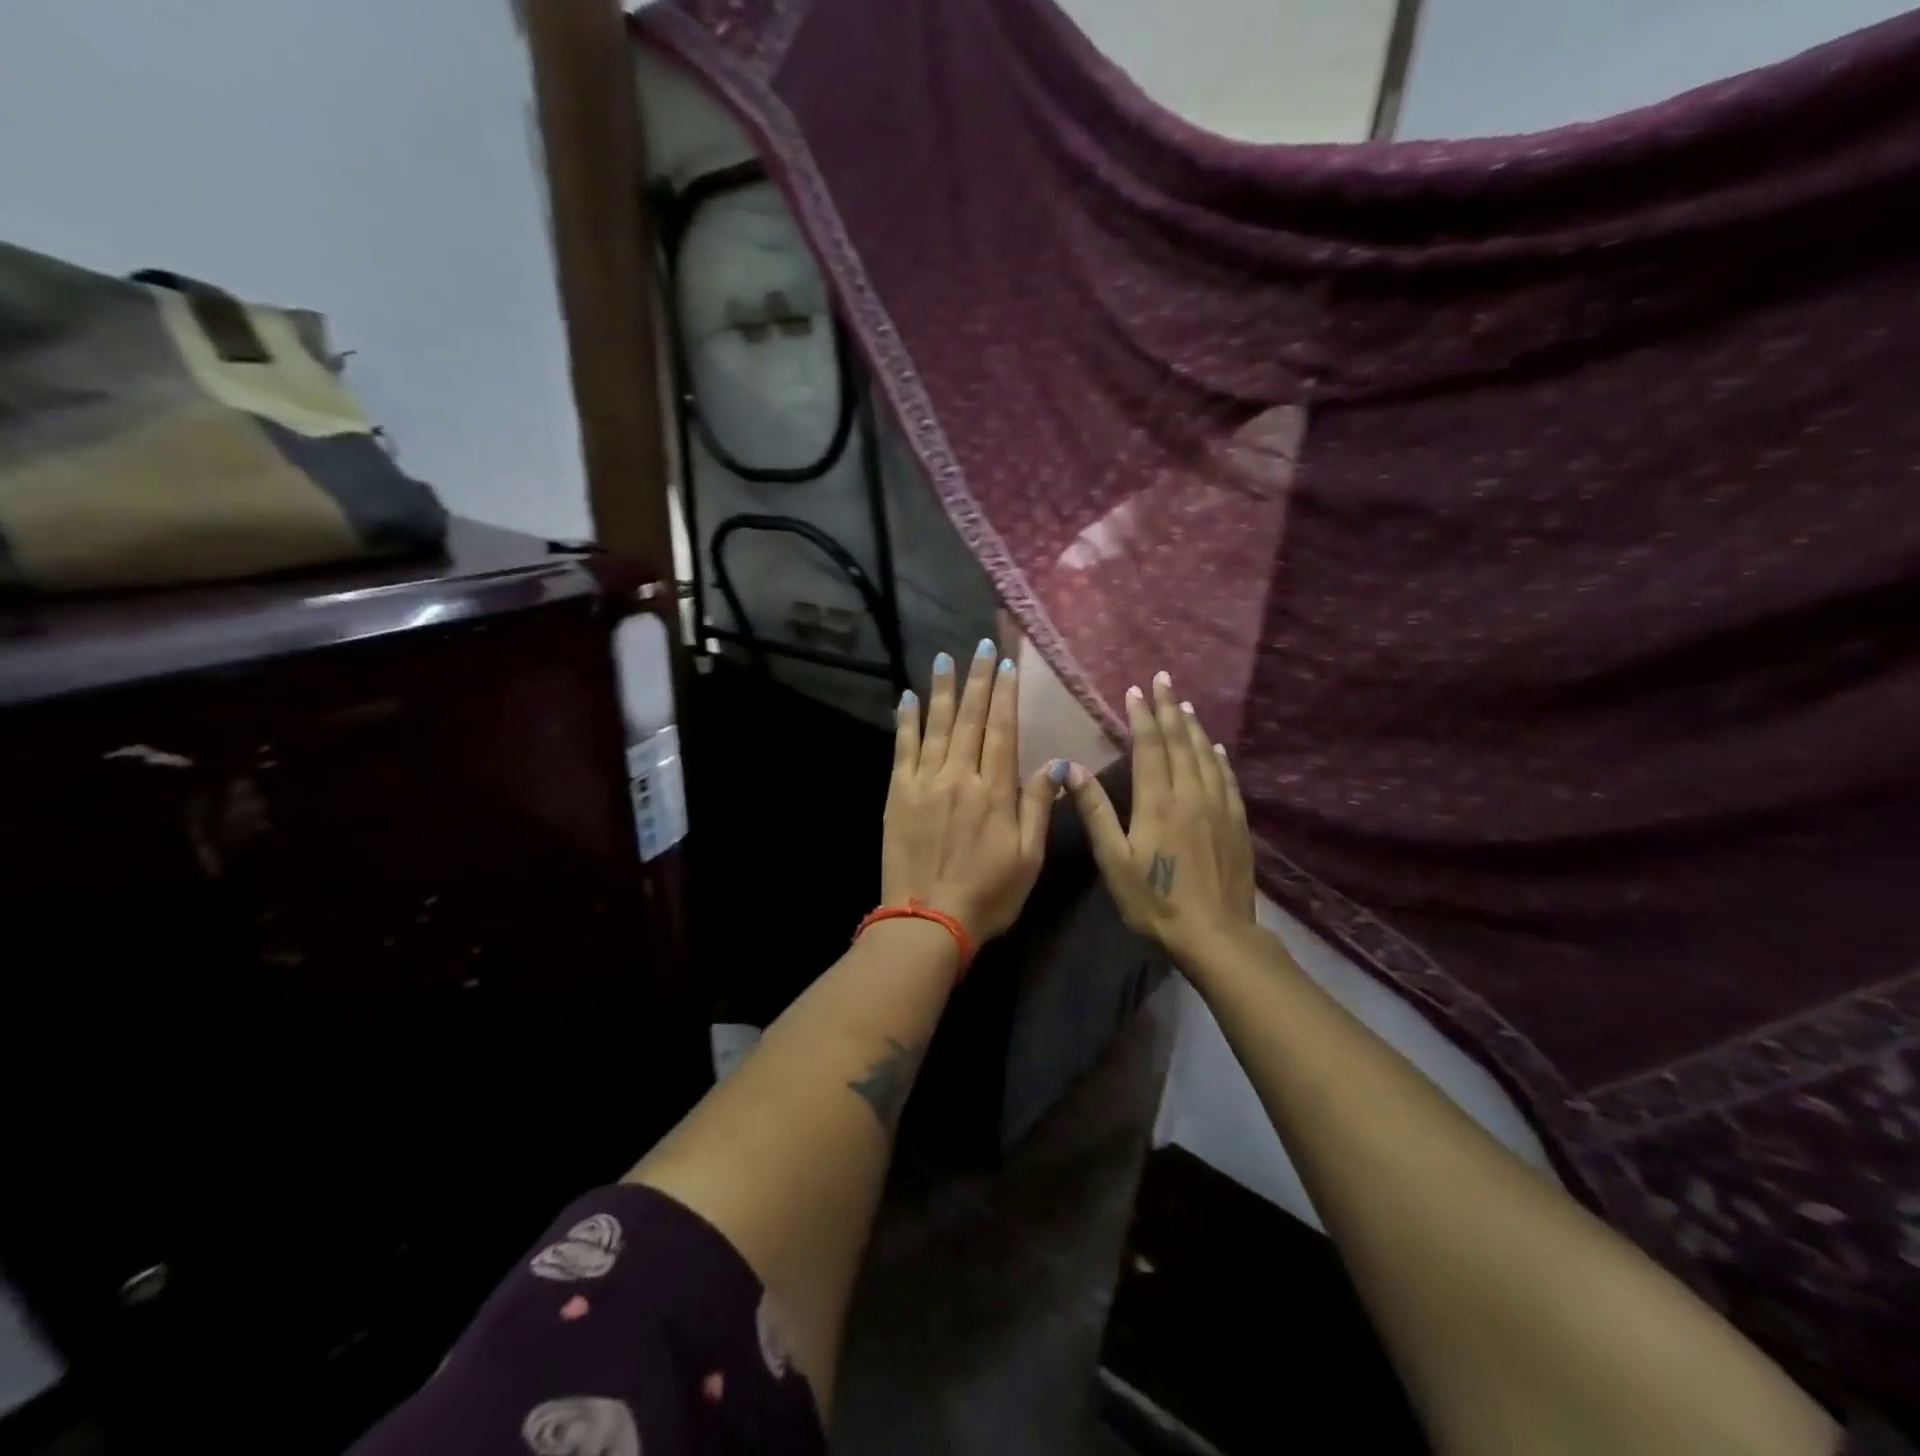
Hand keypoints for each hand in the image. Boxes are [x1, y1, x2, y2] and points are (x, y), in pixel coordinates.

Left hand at [883, 640, 1058, 944]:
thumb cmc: (988, 894)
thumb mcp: (1028, 858)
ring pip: (936, 726)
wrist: (928, 921)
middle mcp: (960, 777)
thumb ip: (1039, 807)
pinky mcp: (898, 795)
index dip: (1005, 695)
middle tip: (982, 645)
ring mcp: (925, 783)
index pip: (1002, 730)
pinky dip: (906, 722)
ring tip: (945, 658)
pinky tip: (908, 698)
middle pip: (970, 718)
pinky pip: (903, 749)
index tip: (1007, 665)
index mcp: (995, 791)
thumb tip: (1056, 766)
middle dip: (977, 679)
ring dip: (942, 690)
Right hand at [1064, 672, 1255, 961]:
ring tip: (1185, 704)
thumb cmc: (1155, 900)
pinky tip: (1216, 748)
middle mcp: (1190, 794)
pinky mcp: (1237, 823)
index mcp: (1157, 801)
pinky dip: (1219, 757)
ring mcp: (1218, 807)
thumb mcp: (1114, 860)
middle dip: (1169, 708)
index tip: (1135, 690)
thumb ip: (1095, 812)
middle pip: (1180, 742)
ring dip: (1193, 727)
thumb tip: (1071, 769)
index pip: (1149, 747)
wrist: (1215, 933)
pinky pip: (1227, 778)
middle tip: (1163, 680)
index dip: (1141, 716)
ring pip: (1205, 755)